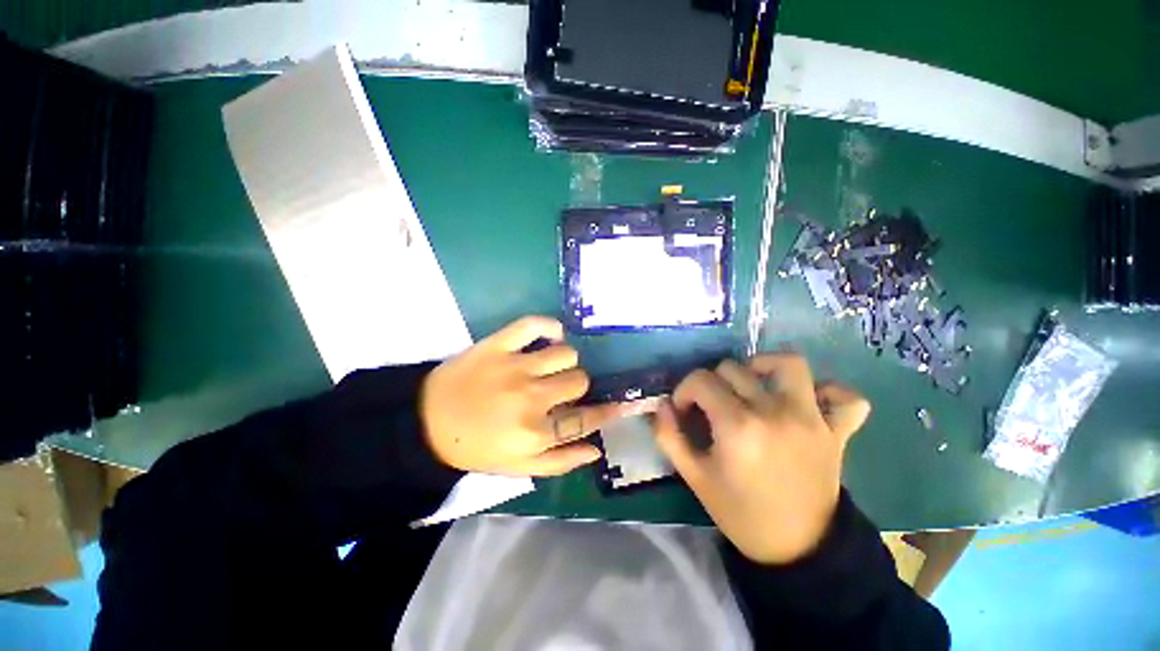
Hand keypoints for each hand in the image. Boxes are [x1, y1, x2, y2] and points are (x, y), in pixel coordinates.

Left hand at [421, 316, 627, 476]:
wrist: (426, 423)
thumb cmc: (475, 447)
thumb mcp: (517, 467)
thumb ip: (560, 462)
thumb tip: (595, 449)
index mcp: (536, 432)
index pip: (586, 418)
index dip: (608, 411)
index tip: (620, 404)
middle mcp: (531, 398)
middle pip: (580, 380)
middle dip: (576, 386)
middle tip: (561, 389)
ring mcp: (515, 367)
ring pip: (565, 353)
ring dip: (564, 360)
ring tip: (550, 366)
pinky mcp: (498, 345)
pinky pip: (533, 324)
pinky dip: (548, 326)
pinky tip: (551, 335)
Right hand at [654, 354, 869, 564]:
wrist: (797, 549)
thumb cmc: (739, 512)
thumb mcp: (694, 477)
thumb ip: (669, 436)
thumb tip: (662, 405)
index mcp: (738, 426)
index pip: (701, 381)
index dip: (684, 391)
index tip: (683, 411)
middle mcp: (775, 413)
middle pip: (734, 368)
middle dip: (712, 383)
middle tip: (711, 406)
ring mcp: (812, 419)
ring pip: (789, 364)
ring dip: (764, 366)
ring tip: (752, 384)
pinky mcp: (837, 431)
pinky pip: (846, 397)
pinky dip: (828, 391)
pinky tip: (806, 401)